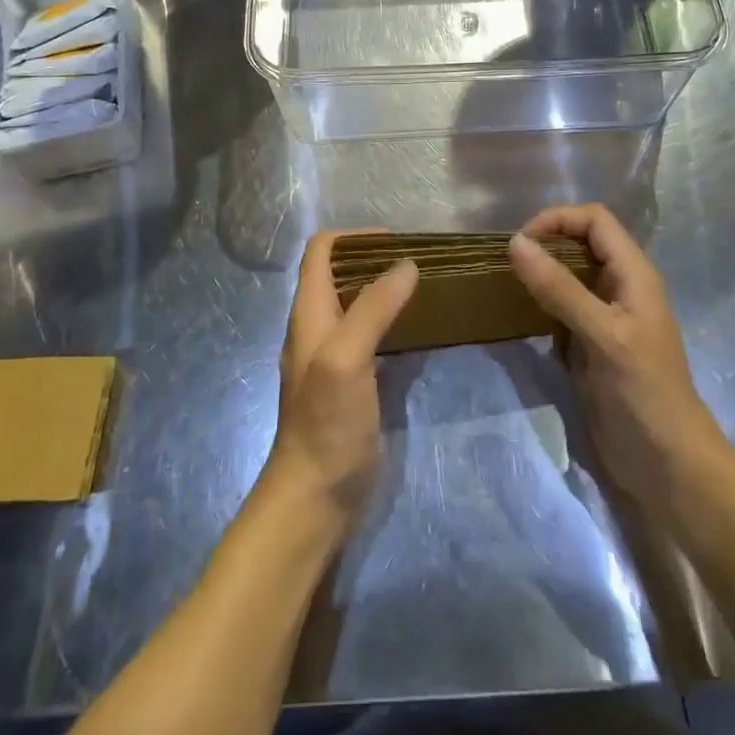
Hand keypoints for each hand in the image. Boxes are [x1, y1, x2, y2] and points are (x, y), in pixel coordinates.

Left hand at [262, 231, 417, 534]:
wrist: (315, 497)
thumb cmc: (326, 422)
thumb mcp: (346, 357)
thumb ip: (374, 308)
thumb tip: (406, 264)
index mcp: (309, 312)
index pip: (321, 251)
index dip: (354, 237)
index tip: (395, 241)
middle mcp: (319, 327)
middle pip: (341, 274)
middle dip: (375, 260)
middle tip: (419, 263)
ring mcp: (335, 357)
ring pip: (358, 306)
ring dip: (386, 291)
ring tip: (425, 289)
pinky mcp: (353, 384)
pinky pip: (373, 339)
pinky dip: (393, 324)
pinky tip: (420, 332)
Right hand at [508, 205, 724, 514]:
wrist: (668, 467)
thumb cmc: (644, 392)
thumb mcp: (603, 335)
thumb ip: (560, 288)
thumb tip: (515, 243)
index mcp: (634, 274)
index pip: (595, 220)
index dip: (559, 219)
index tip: (522, 242)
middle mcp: (621, 288)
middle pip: (581, 242)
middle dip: (546, 243)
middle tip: (510, 263)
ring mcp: (606, 317)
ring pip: (570, 275)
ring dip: (541, 273)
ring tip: (508, 284)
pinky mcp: (592, 344)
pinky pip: (562, 308)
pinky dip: (541, 303)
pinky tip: (520, 315)